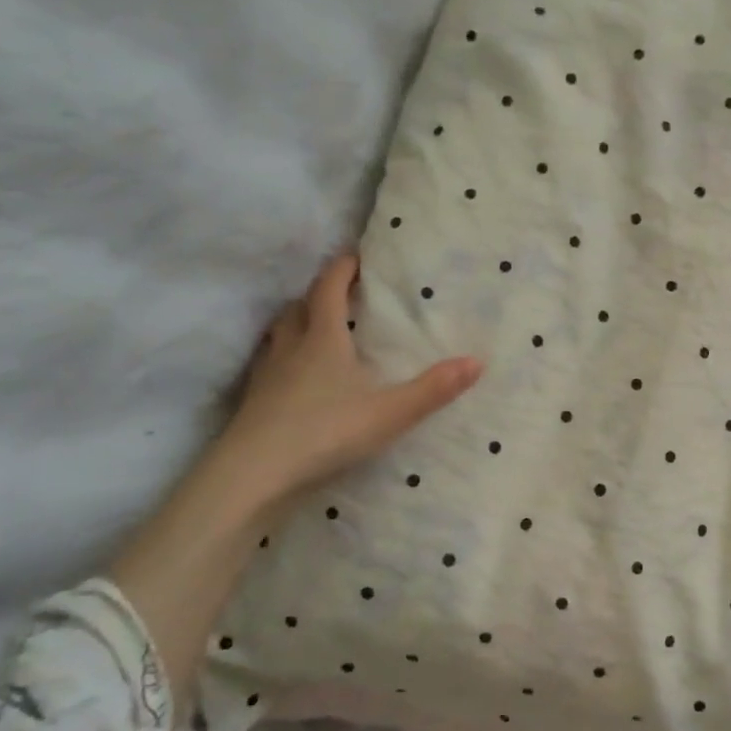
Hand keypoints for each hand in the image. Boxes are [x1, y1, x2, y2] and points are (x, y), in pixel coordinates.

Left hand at [111, 254, 479, 703]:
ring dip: (297, 323)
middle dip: (319, 294)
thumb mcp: (390, 412)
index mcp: (322, 339)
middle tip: (341, 292)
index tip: (356, 255)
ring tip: (317, 329)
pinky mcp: (254, 402)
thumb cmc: (325, 432)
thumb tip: (477, 361)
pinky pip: (270, 365)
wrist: (253, 475)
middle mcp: (290, 348)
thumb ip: (433, 389)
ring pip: (279, 335)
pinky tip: (296, 379)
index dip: (342, 269)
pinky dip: (284, 358)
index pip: (328, 289)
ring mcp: (266, 375)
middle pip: (299, 307)